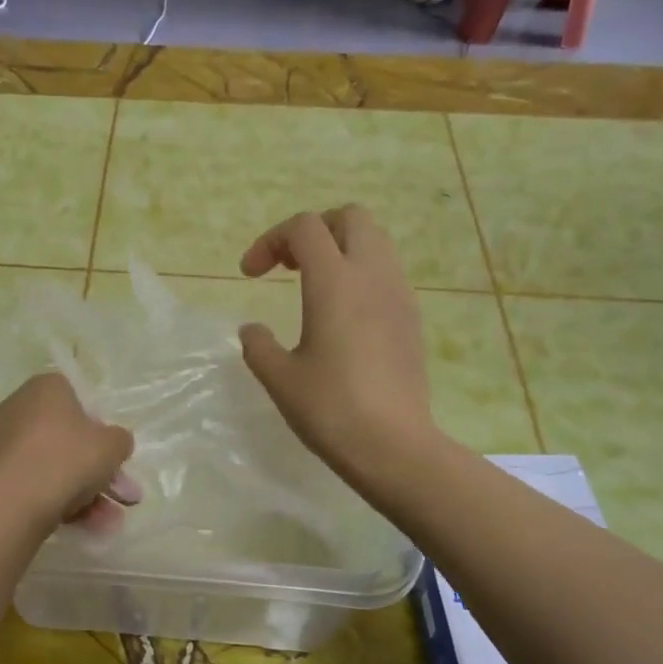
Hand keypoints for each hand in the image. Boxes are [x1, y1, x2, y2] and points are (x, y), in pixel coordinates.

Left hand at [0, 373, 139, 534]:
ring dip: (82, 494)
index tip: (109, 456)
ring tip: (105, 524)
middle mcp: (17, 408)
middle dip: (94, 472)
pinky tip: (81, 527)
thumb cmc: (69, 458)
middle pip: (64, 439)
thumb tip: (114, 444)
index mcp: (45, 388)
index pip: (76, 400)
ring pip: (50, 466)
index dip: (97, 429)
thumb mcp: (113, 446)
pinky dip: (56, 502)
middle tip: (119, 498)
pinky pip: (31, 484)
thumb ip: (119, 440)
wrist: (16, 501)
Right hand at [238, 206, 433, 478]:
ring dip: (341, 250)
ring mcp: (399, 295)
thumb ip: (258, 345)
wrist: (393, 445)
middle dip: (314, 230)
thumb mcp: (279, 378)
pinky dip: (361, 275)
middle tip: (289, 266)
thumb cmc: (330, 409)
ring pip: (375, 242)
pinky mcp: (412, 319)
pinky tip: (343, 316)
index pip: (304, 228)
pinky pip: (387, 273)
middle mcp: (372, 275)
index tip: (250, 276)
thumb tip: (251, 330)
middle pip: (350, 218)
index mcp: (334, 282)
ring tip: (314, 287)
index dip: (270, 241)